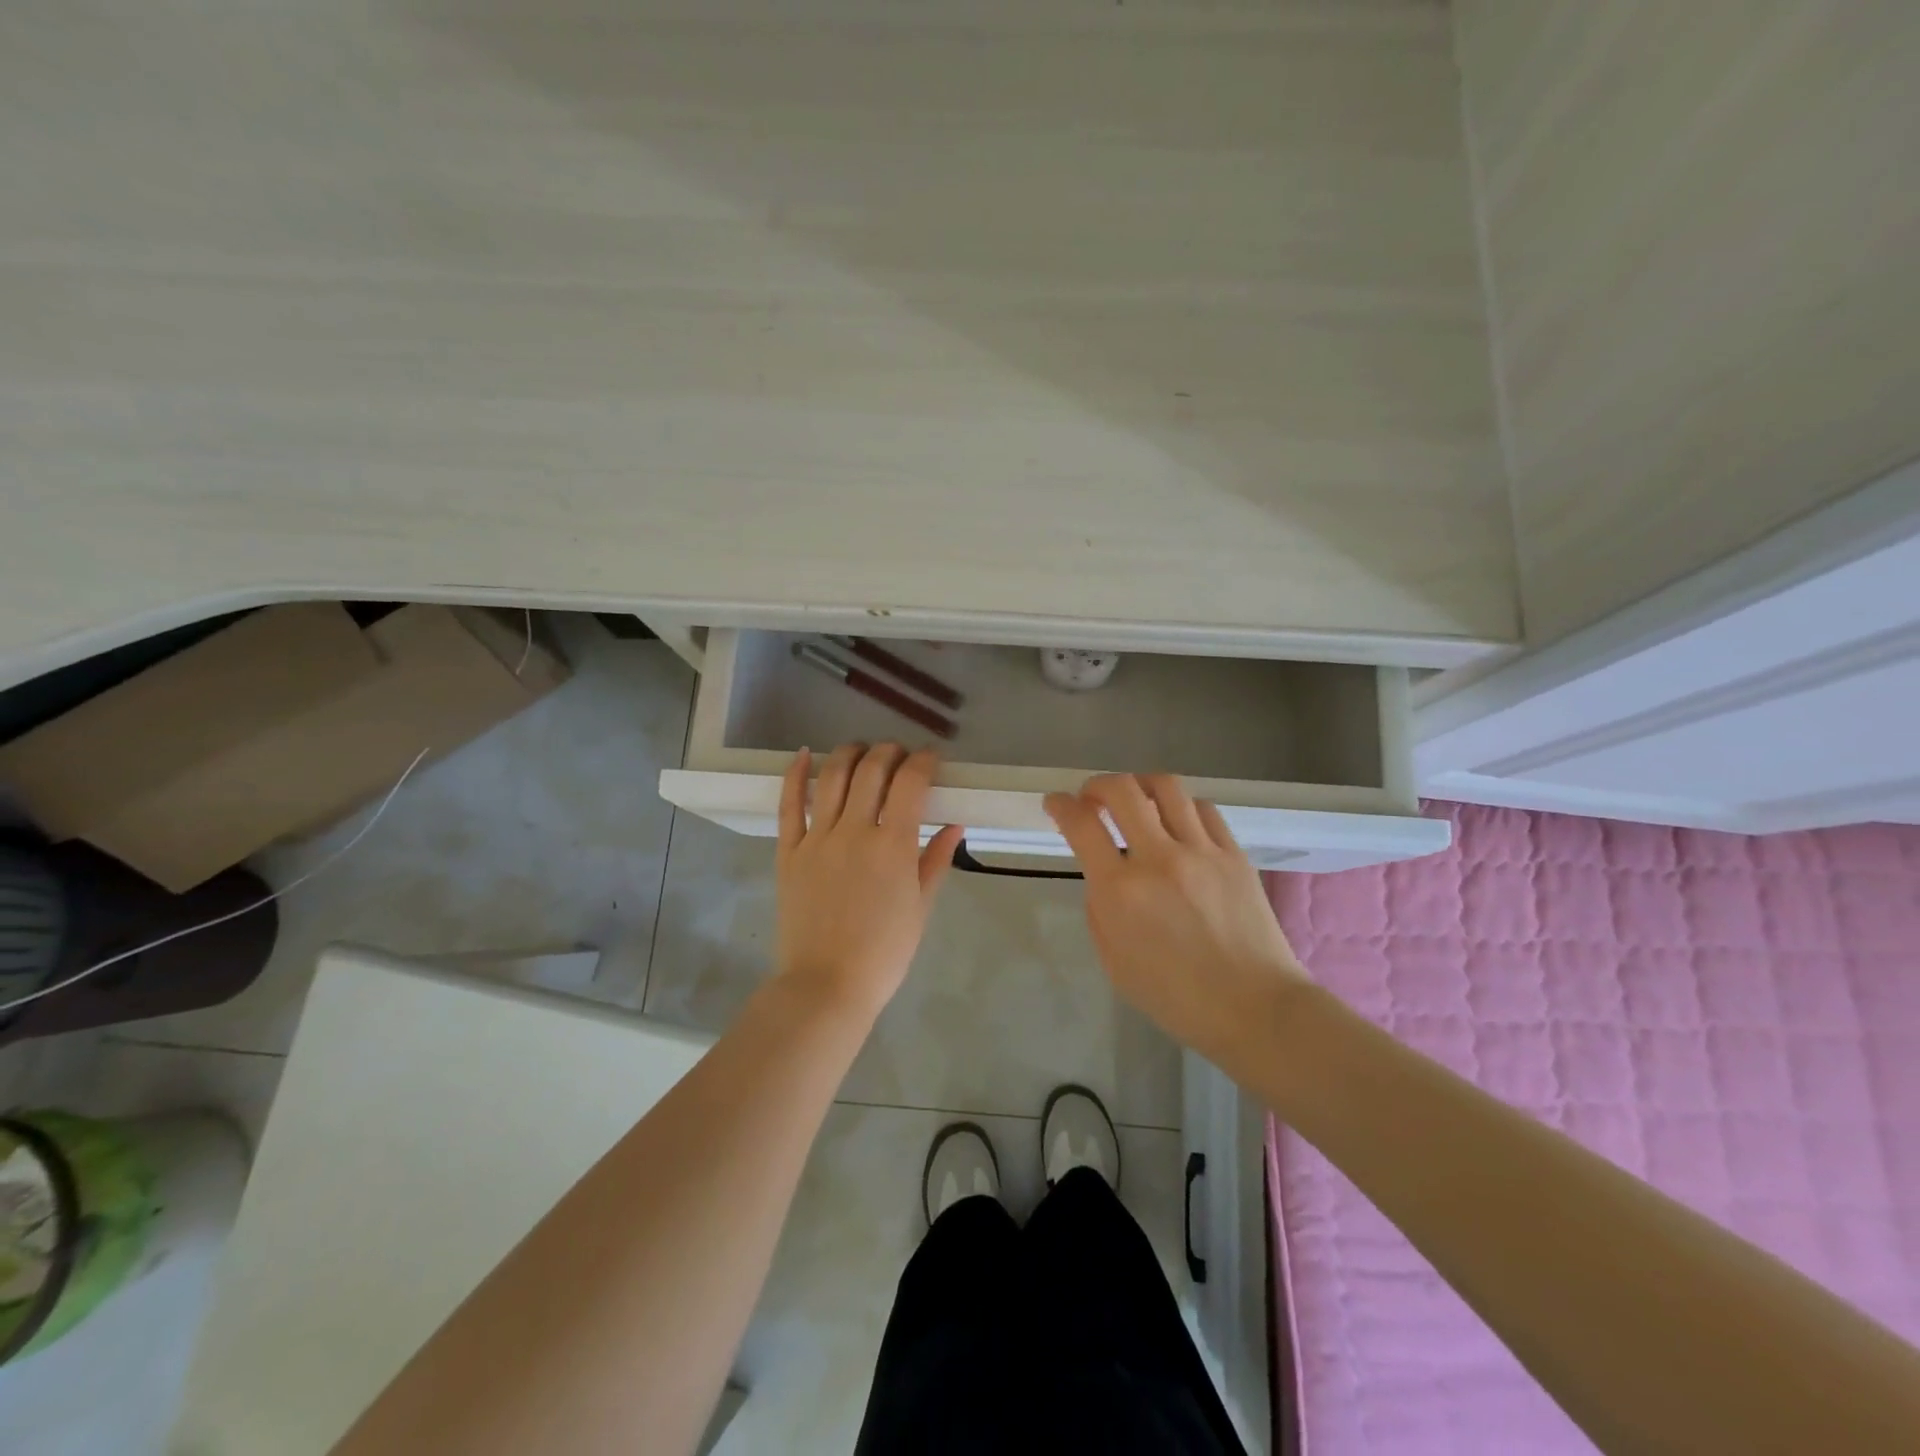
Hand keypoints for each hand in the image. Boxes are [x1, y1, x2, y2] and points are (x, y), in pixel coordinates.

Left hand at [774, 743, 964, 1024]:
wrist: (827, 985)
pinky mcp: (788, 851)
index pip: (911, 782)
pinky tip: (804, 754)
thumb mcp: (921, 907)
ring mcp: (817, 838)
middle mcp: (855, 830)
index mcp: (894, 845)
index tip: (931, 758)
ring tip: (862, 750)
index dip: (924, 761)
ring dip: (851, 753)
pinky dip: (795, 774)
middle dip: (891, 752)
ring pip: (833, 777)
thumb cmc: (884, 952)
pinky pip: (789, 804)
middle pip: (872, 769)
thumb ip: (937, 860)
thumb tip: (956, 825)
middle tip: (900, 757)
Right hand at [1044, 774, 1307, 1059]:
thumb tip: (1104, 874)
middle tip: (1092, 798)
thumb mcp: (1114, 962)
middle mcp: (1159, 859)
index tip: (1055, 803)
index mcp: (1121, 891)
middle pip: (1122, 790)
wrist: (1254, 1007)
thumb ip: (1100, 909)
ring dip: (1139, 785)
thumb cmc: (1176, 997)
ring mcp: (1201, 852)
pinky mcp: (1234, 854)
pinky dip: (1180, 806)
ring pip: (1166, 787)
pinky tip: (1176, 821)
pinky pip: (1203, 809)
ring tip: (1135, 800)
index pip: (1081, 825)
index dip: (1060, 805)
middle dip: (1097, 785)